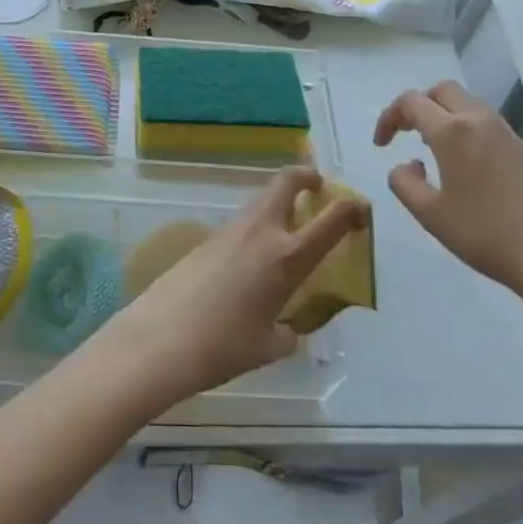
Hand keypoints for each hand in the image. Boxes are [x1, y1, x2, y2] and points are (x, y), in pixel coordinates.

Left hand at [94, 167, 367, 407]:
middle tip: (318, 188)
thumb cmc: (224, 346)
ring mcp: (231, 230)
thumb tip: (287, 324)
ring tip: (288, 228)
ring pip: (262, 199)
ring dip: (280, 201)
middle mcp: (261, 232)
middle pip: (287, 181)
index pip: (330, 220)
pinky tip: (253, 257)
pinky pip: (242, 221)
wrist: (161, 337)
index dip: (352, 208)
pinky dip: (257, 225)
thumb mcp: (270, 345)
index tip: (361, 209)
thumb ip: (289, 329)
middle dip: (307, 177)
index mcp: (287, 257)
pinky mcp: (207, 237)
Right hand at [374, 81, 522, 309]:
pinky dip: (468, 132)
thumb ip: (404, 184)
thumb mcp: (431, 215)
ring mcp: (510, 135)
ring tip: (434, 151)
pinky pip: (489, 127)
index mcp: (453, 131)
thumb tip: (407, 165)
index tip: (382, 145)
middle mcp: (481, 122)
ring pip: (469, 106)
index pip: (411, 102)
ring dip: (445, 117)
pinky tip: (469, 170)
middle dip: (419, 105)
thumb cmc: (487, 234)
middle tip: (406, 133)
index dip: (389, 117)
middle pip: (443, 90)